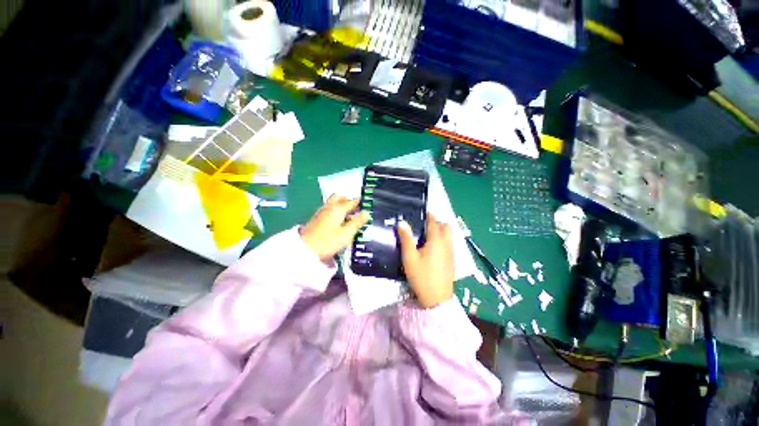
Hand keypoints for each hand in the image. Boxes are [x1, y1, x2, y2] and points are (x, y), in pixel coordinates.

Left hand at [300, 195, 369, 261]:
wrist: (305, 249)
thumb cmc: (328, 241)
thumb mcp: (346, 234)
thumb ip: (357, 222)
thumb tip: (366, 213)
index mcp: (338, 208)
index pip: (352, 201)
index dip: (361, 202)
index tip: (367, 204)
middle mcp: (329, 206)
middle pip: (340, 197)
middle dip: (349, 199)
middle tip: (357, 207)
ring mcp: (322, 211)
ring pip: (333, 202)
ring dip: (342, 204)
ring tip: (350, 215)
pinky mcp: (317, 218)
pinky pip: (329, 209)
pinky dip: (336, 210)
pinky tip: (339, 220)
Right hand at [397, 213, 453, 307]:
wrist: (437, 299)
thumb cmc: (421, 276)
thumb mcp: (409, 257)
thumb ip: (406, 238)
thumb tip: (402, 222)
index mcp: (436, 240)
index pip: (433, 222)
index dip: (428, 215)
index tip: (421, 212)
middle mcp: (446, 243)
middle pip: (445, 226)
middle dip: (437, 222)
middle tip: (424, 225)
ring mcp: (451, 252)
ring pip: (449, 235)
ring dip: (441, 230)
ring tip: (427, 236)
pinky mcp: (452, 260)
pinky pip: (449, 243)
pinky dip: (443, 239)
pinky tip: (433, 248)